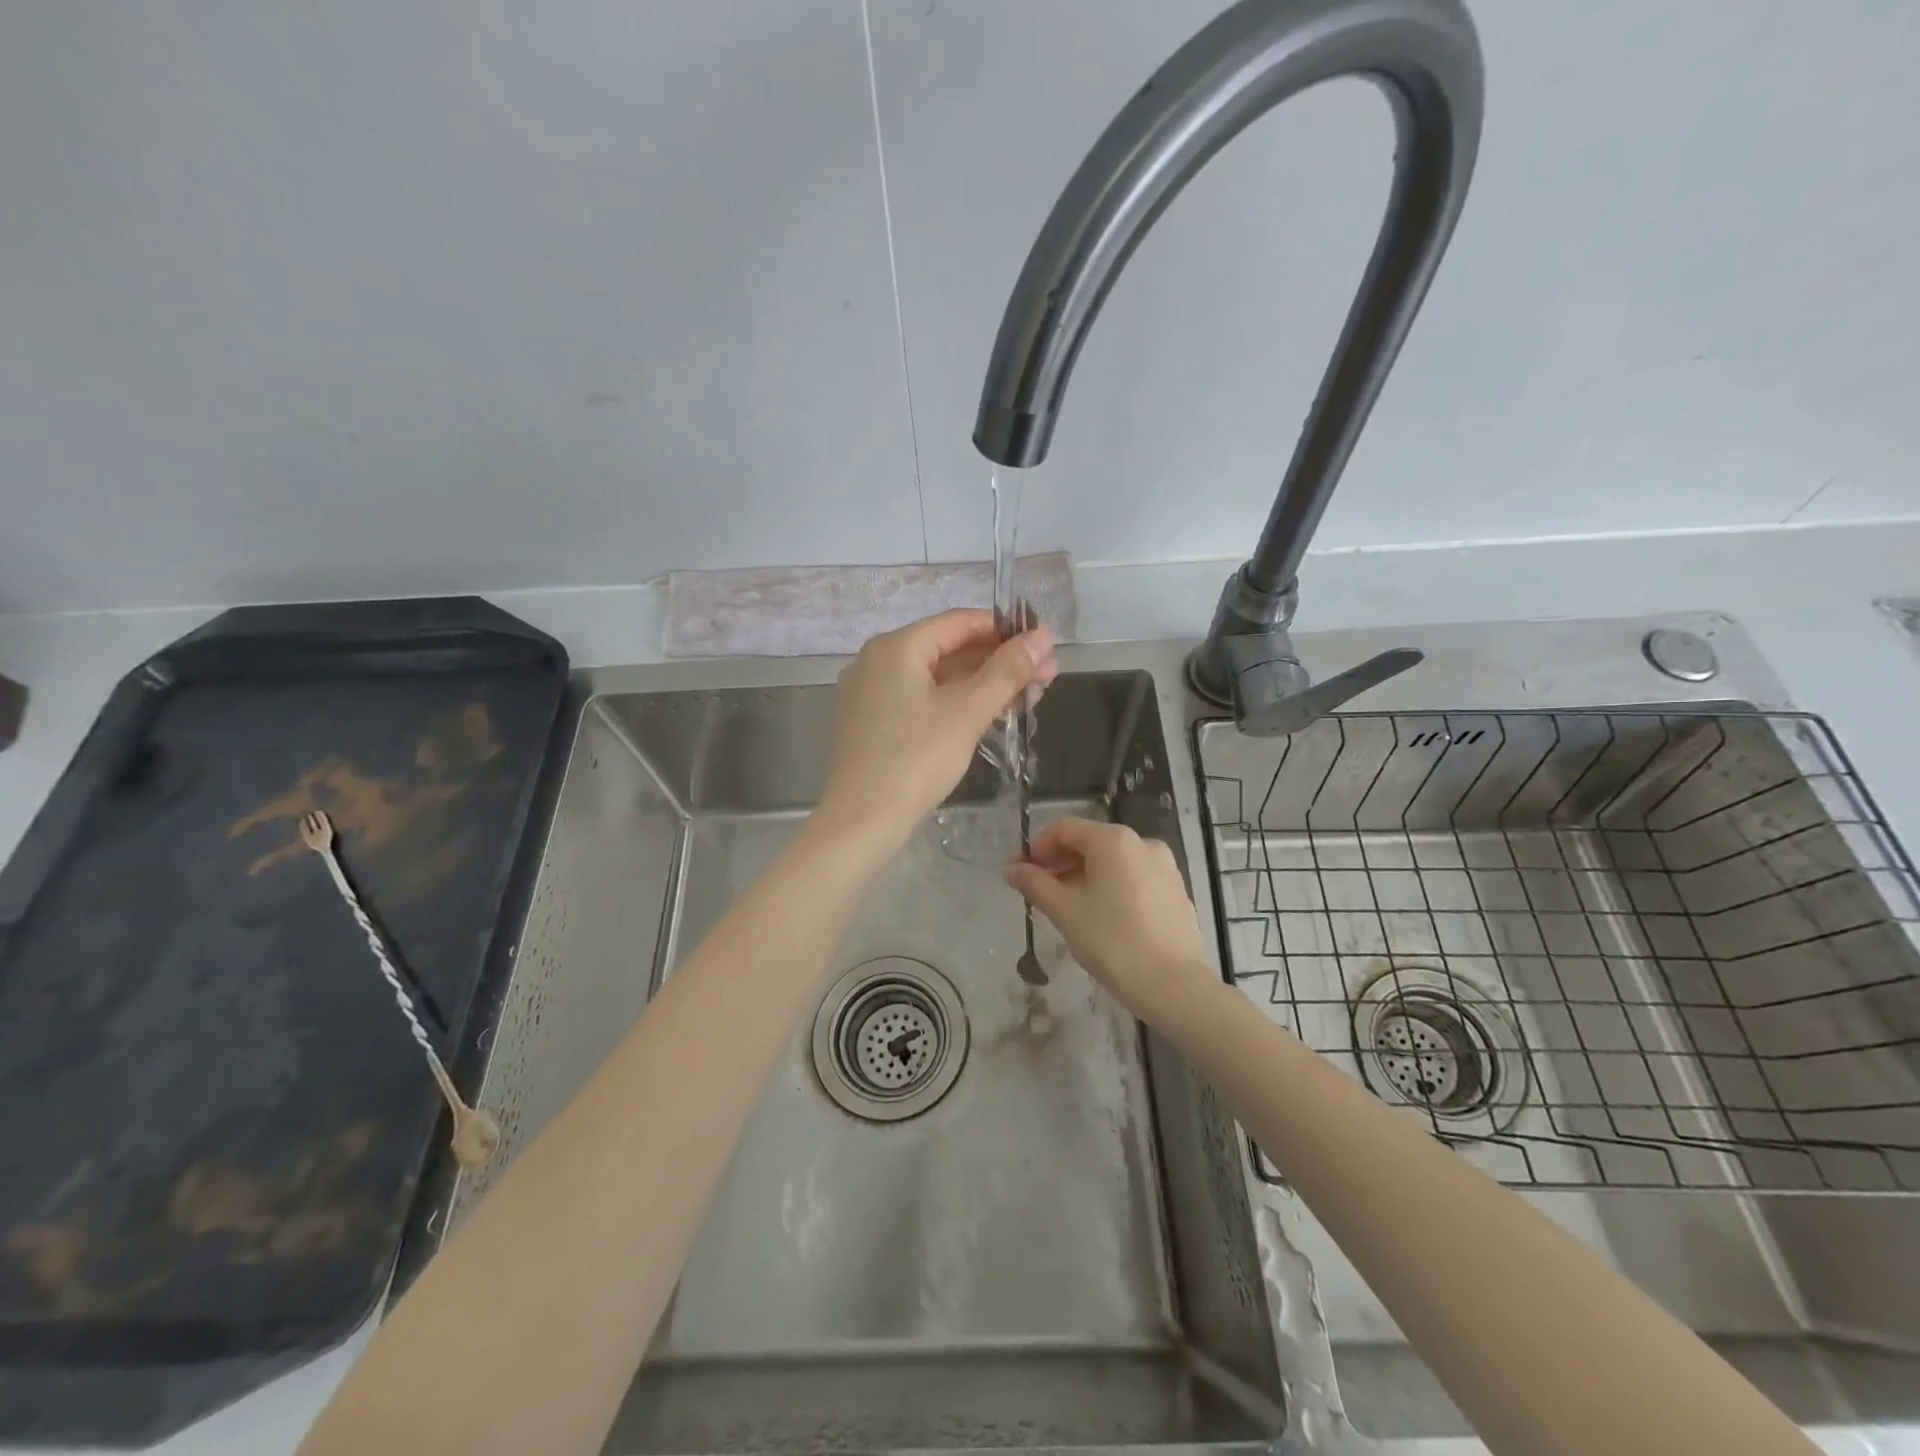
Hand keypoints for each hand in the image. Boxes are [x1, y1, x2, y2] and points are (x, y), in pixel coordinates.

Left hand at [817, 609, 1056, 852]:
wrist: (861, 822)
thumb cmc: (915, 760)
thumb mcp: (967, 712)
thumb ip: (1007, 671)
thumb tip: (1042, 637)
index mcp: (896, 647)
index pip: (960, 622)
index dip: (1006, 630)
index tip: (1043, 645)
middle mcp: (878, 661)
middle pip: (949, 649)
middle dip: (1000, 661)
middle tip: (1047, 676)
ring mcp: (872, 693)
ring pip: (938, 678)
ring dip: (983, 684)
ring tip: (1030, 698)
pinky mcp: (874, 723)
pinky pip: (922, 700)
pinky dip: (957, 703)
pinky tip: (991, 715)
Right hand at [1006, 817, 1217, 1026]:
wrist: (1173, 986)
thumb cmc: (1112, 942)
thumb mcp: (1065, 911)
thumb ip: (1035, 884)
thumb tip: (1012, 869)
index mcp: (1114, 840)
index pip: (1065, 829)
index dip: (1038, 847)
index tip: (1021, 873)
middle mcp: (1142, 843)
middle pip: (1090, 842)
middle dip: (1059, 863)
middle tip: (1037, 891)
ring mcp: (1164, 866)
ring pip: (1112, 862)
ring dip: (1083, 876)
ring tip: (1066, 907)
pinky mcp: (1175, 890)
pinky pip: (1133, 877)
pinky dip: (1110, 887)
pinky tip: (1099, 916)